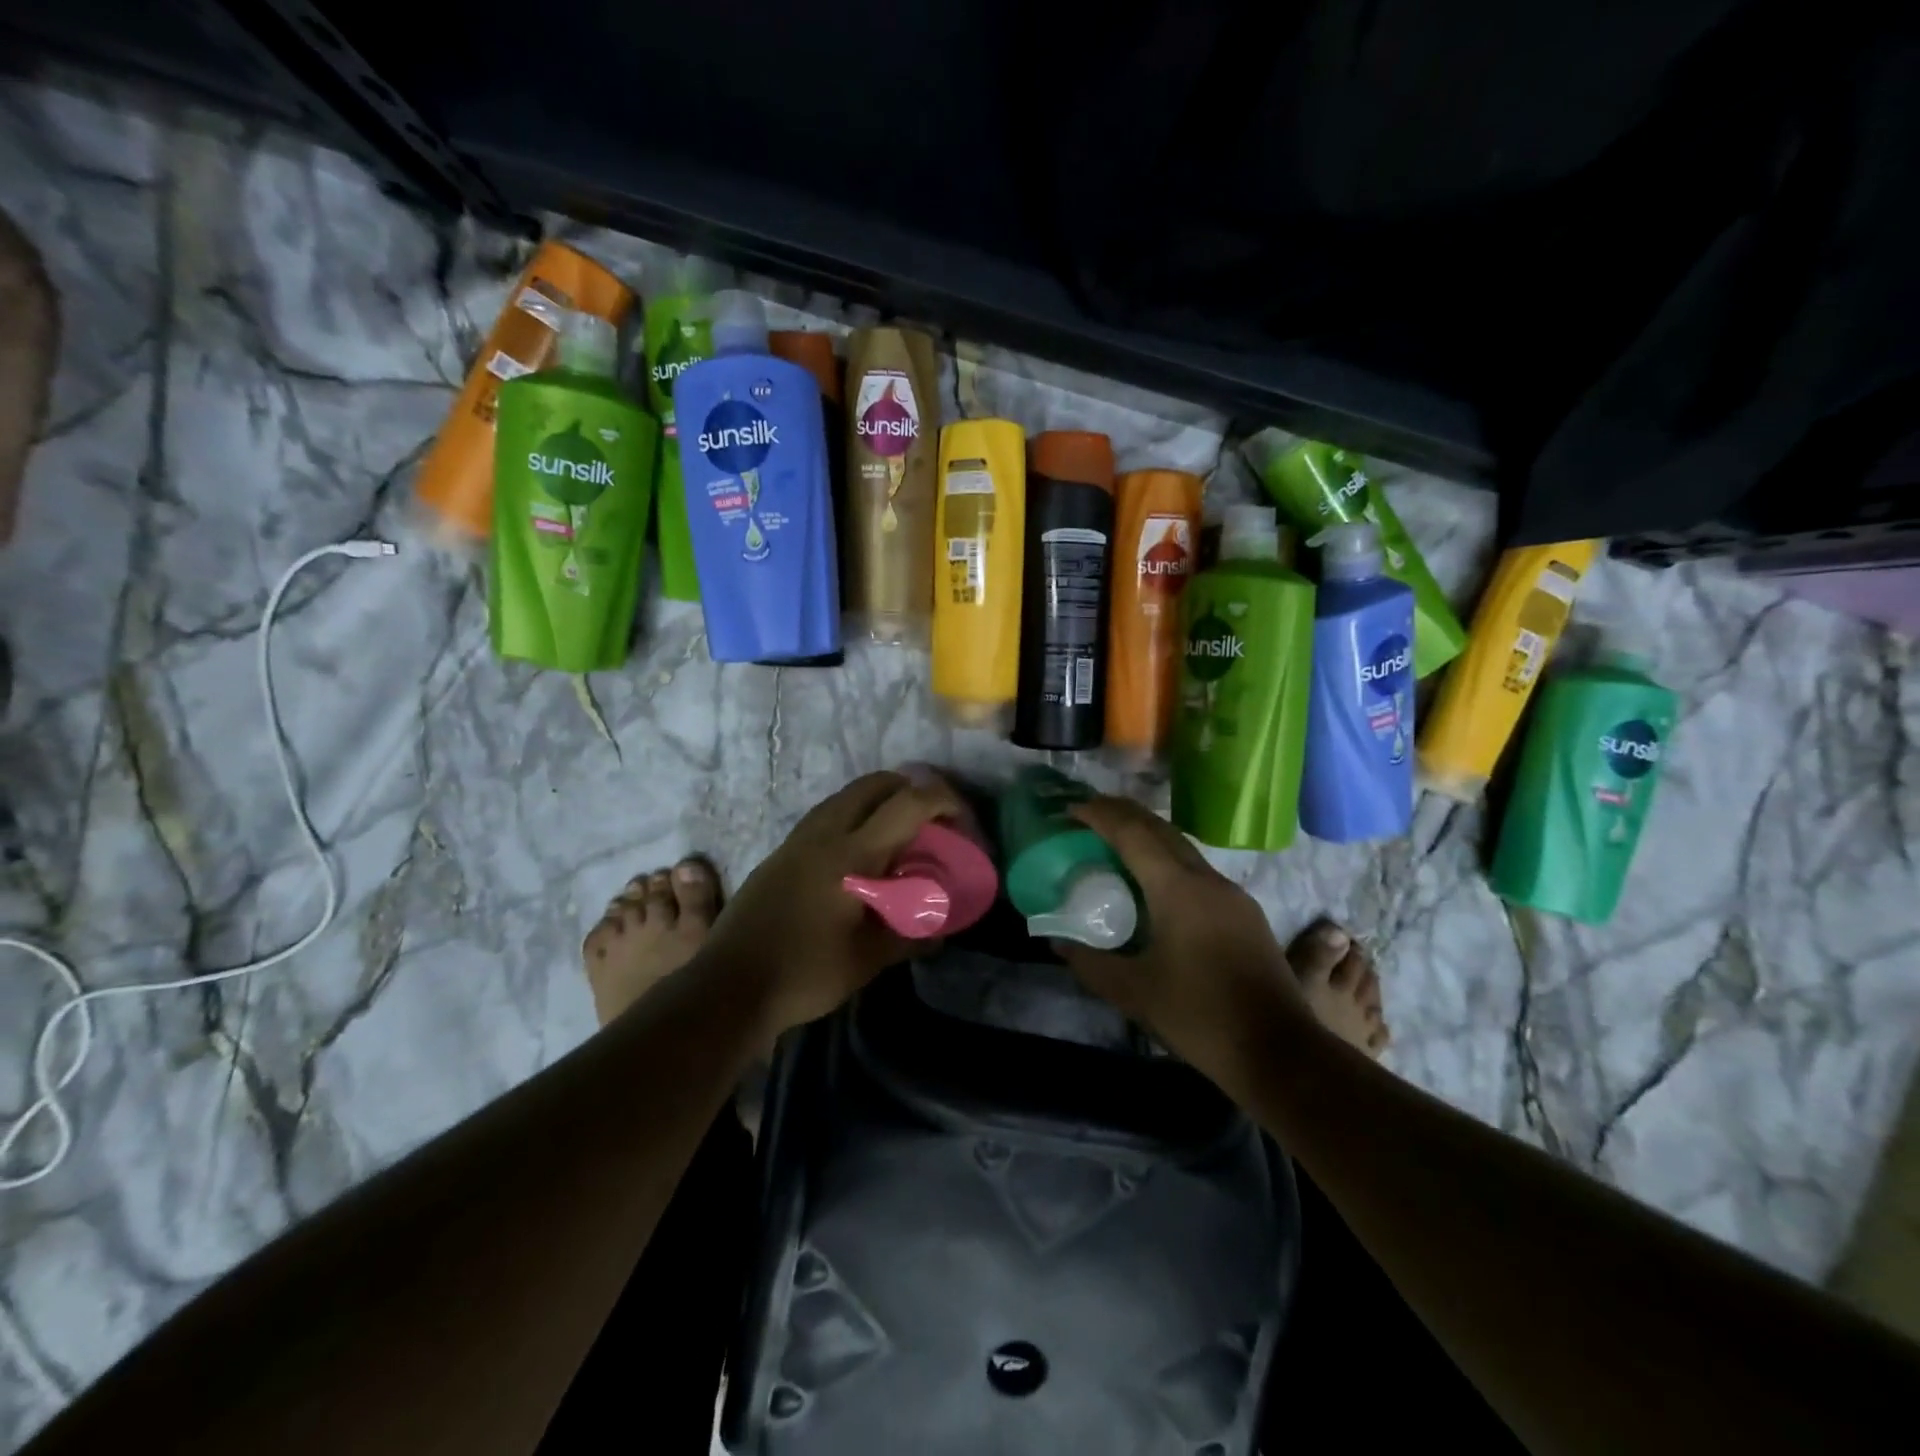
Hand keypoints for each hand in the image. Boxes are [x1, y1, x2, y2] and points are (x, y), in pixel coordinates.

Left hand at [702, 770, 967, 1036]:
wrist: (728, 986)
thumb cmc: (804, 973)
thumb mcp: (867, 960)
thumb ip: (909, 936)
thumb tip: (938, 930)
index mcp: (852, 855)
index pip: (907, 803)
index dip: (943, 800)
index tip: (962, 820)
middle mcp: (824, 833)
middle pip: (874, 784)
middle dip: (911, 790)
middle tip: (932, 822)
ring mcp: (798, 839)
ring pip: (847, 796)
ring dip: (880, 802)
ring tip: (900, 836)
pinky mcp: (781, 852)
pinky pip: (827, 815)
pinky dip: (855, 817)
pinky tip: (860, 855)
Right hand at [1055, 796, 1312, 1086]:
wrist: (1279, 1050)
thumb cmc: (1200, 1016)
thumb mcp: (1134, 993)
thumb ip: (1091, 963)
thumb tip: (1059, 942)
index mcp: (1177, 889)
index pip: (1133, 834)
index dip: (1100, 815)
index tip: (1071, 809)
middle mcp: (1207, 879)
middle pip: (1160, 829)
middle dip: (1123, 814)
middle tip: (1088, 813)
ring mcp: (1231, 894)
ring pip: (1182, 847)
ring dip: (1147, 835)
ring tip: (1116, 841)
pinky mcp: (1245, 913)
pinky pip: (1197, 869)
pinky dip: (1167, 859)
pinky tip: (1155, 882)